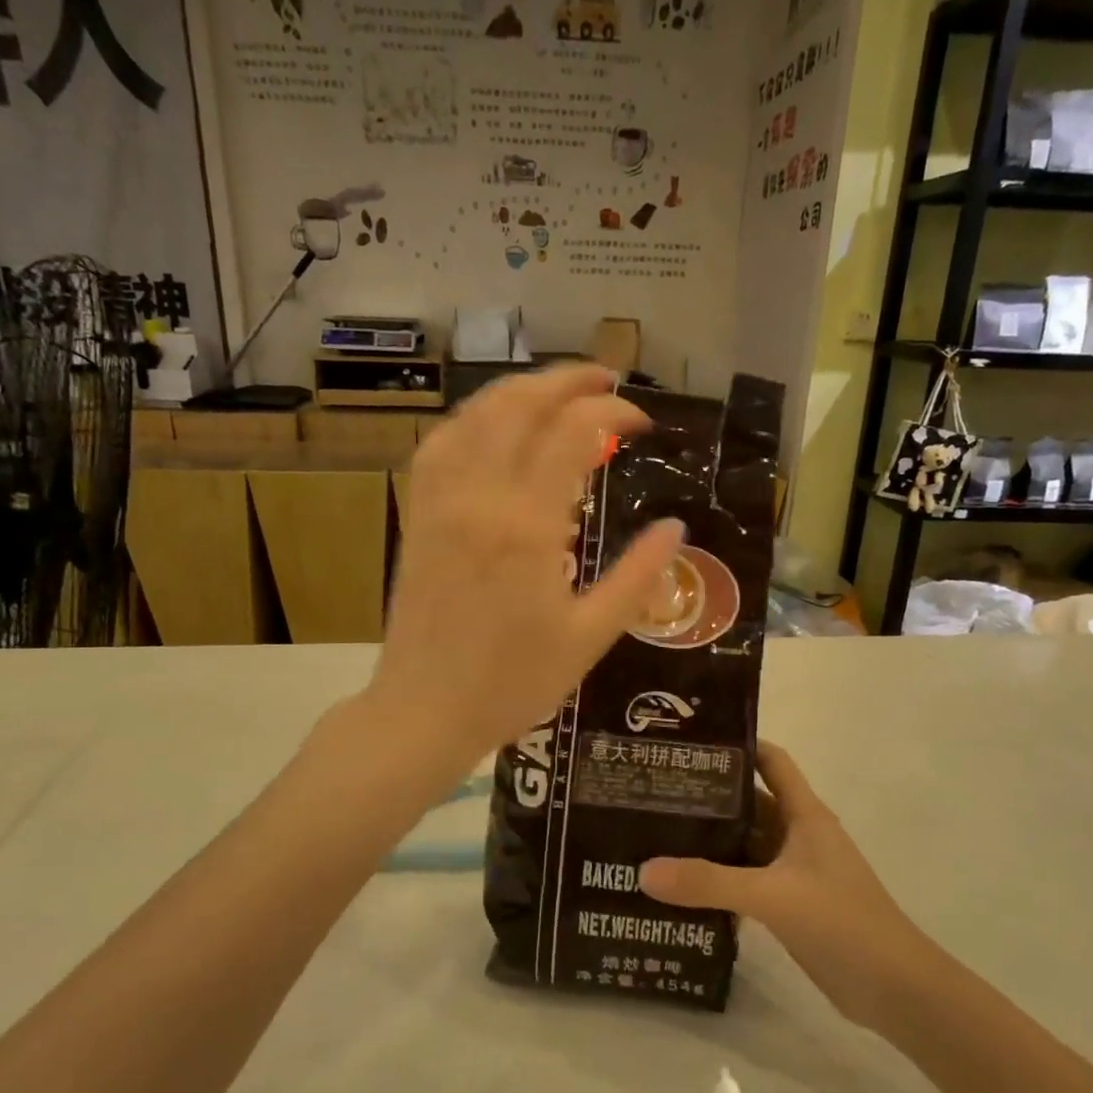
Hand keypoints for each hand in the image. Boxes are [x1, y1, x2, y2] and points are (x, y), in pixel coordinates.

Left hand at [370, 364, 684, 763]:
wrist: (425, 711)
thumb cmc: (513, 683)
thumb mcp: (589, 637)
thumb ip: (636, 578)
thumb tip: (674, 529)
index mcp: (528, 526)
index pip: (574, 433)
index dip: (613, 413)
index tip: (642, 424)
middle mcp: (480, 498)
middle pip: (520, 405)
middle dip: (566, 381)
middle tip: (606, 382)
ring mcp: (440, 503)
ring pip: (474, 416)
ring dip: (518, 391)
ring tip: (554, 393)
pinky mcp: (417, 516)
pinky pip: (438, 446)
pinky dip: (471, 421)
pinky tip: (492, 428)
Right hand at [639, 742, 920, 1030]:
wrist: (897, 992)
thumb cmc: (844, 923)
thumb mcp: (773, 897)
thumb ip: (709, 883)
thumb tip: (643, 871)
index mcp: (804, 815)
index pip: (770, 760)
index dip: (737, 744)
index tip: (689, 741)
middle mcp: (798, 835)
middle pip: (748, 802)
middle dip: (707, 795)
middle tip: (654, 791)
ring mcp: (794, 871)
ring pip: (744, 843)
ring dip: (709, 840)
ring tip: (655, 833)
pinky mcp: (789, 904)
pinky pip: (745, 879)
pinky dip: (717, 878)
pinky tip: (680, 885)